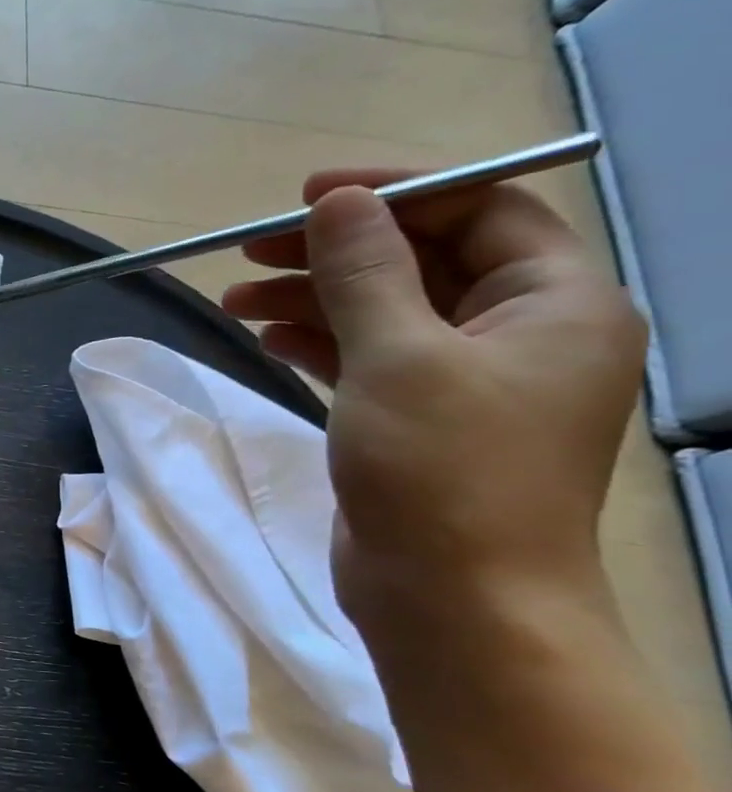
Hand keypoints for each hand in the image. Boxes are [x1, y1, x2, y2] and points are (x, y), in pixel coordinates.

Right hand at [221, 170, 644, 602]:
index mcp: (556, 302)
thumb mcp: (398, 356)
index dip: (394, 193)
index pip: (480, 210)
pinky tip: (266, 339)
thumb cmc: (442, 468)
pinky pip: (368, 359)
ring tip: (235, 299)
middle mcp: (521, 333)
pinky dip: (319, 343)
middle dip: (335, 251)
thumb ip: (365, 271)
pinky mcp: (417, 421)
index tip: (306, 196)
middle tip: (251, 251)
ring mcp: (467, 381)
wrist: (452, 598)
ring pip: (385, 313)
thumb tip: (336, 202)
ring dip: (313, 299)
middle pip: (423, 261)